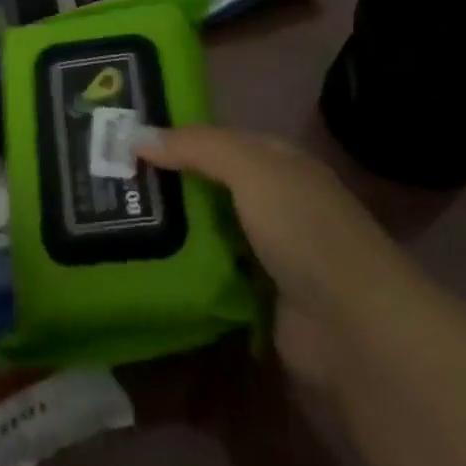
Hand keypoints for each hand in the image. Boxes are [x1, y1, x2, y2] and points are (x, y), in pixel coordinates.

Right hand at [137, 125, 411, 388]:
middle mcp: (276, 201)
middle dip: (168, 183)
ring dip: (174, 228)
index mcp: (278, 161)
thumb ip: (195, 147)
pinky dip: (188, 270)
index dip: (175, 137)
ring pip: (210, 229)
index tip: (124, 140)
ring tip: (116, 221)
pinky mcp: (262, 300)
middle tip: (110, 182)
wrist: (355, 330)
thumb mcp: (249, 168)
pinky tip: (147, 265)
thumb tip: (135, 135)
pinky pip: (215, 274)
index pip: (217, 139)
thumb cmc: (304, 229)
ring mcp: (270, 253)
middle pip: (210, 184)